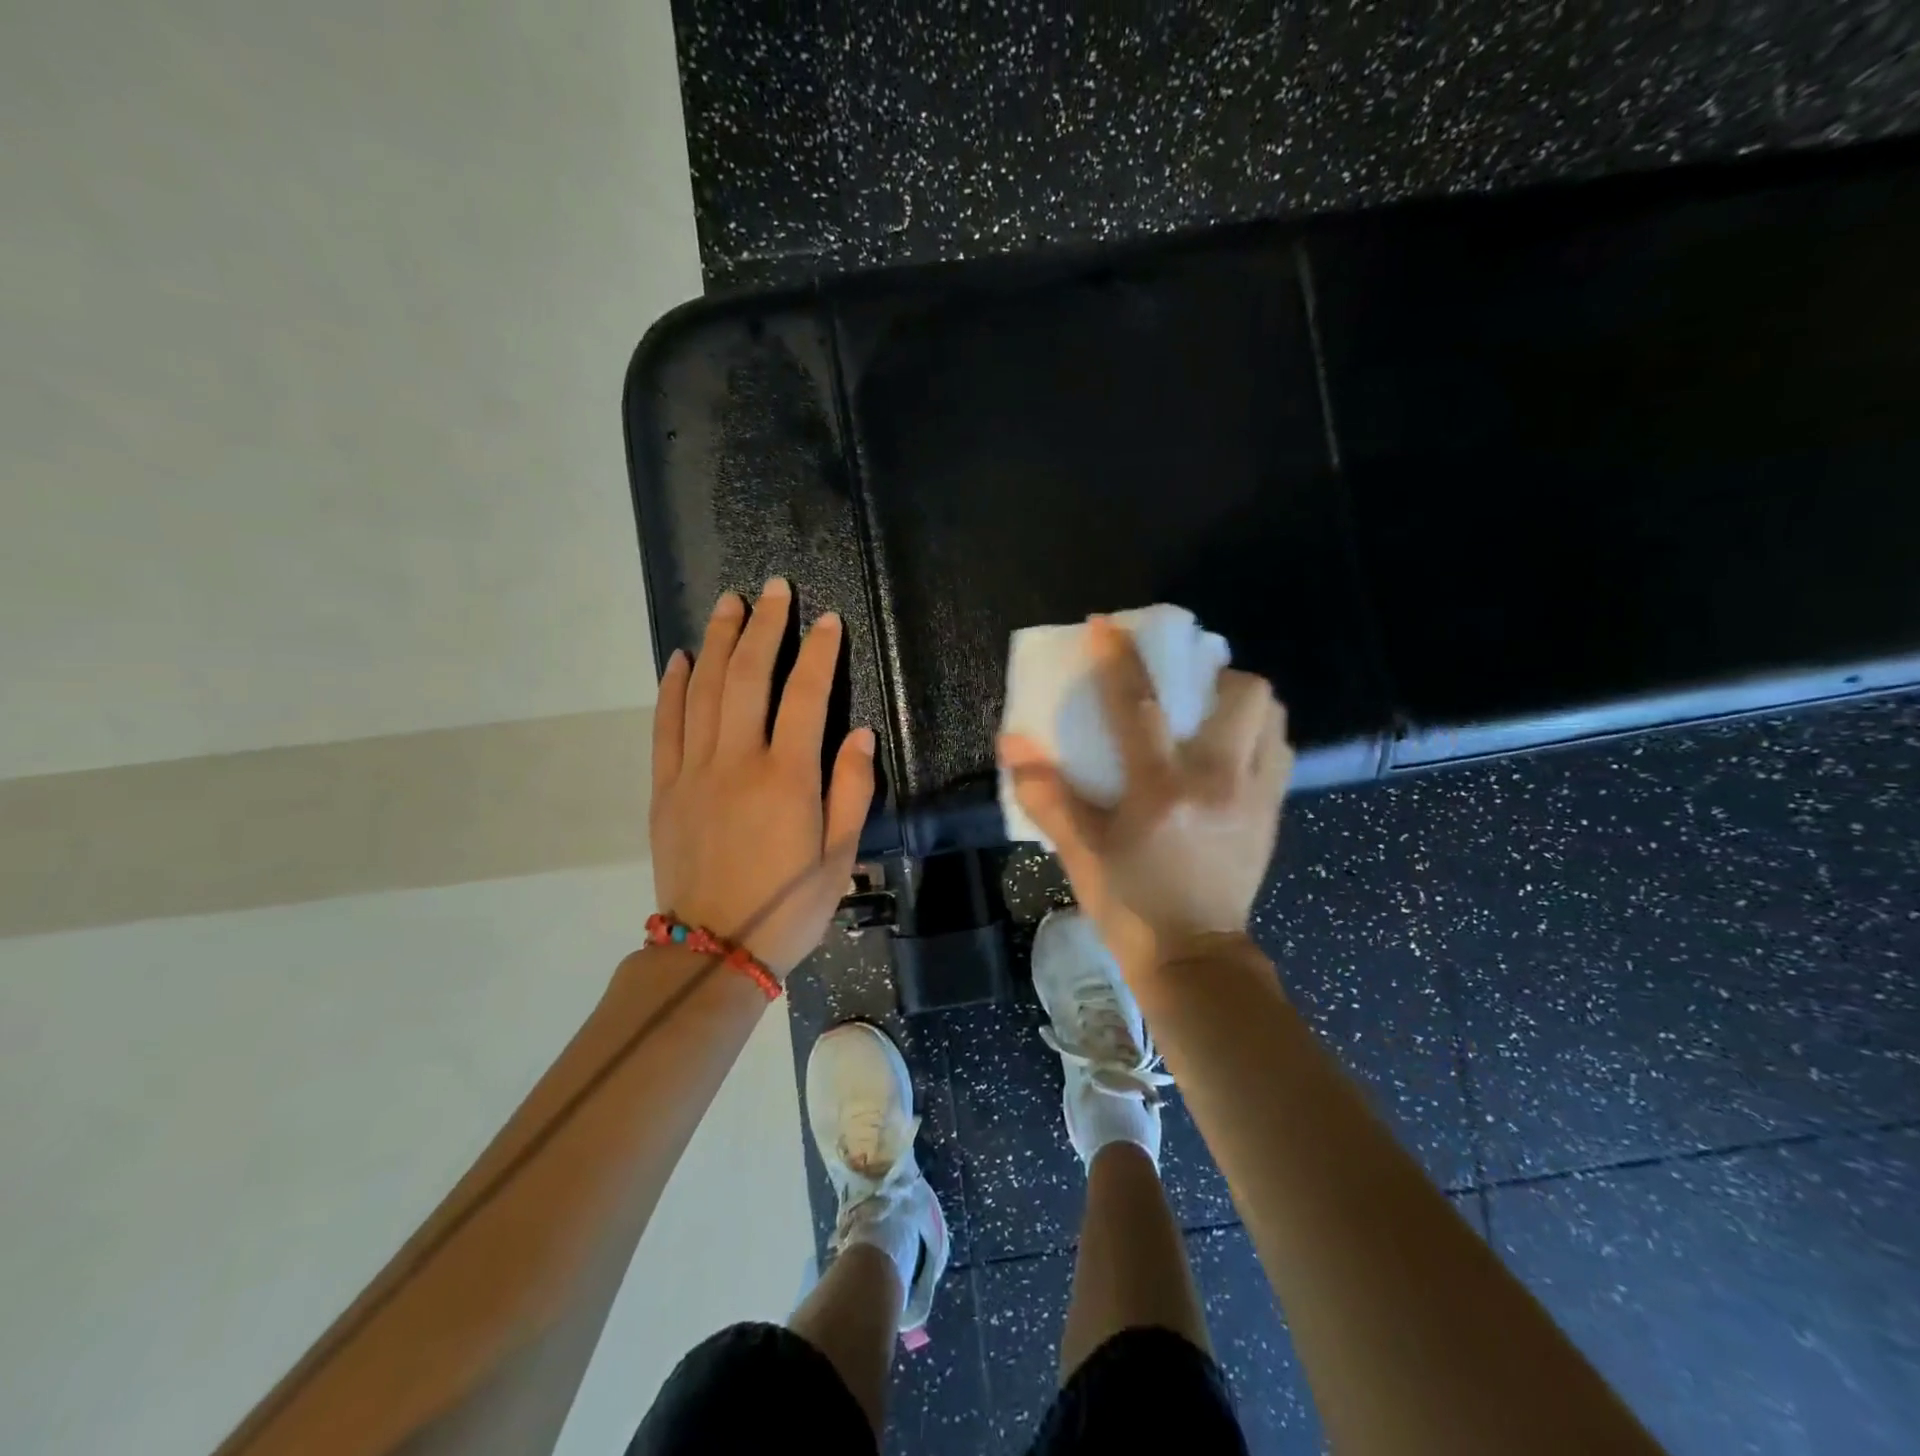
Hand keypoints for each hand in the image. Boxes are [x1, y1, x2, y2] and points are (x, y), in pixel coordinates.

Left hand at [650, 580, 875, 976]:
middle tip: (772, 589)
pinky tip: (678, 658)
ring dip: (717, 641)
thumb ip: (852, 791)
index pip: (805, 697)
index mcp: (787, 779)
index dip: (819, 653)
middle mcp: (737, 763)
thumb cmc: (789, 908)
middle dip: (763, 627)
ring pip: (703, 690)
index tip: (827, 620)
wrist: (712, 950)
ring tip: (728, 603)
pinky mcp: (665, 788)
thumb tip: (858, 733)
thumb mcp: (841, 858)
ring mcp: (694, 772)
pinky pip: (665, 726)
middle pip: (747, 677)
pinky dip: (671, 687)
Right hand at [998, 616, 1291, 974]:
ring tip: (1211, 716)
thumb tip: (1011, 742)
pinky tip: (1229, 755)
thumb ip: (1047, 795)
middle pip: (1243, 694)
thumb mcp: (1080, 853)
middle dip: (1214, 674)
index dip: (1120, 659)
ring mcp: (1256, 797)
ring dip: (1242, 703)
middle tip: (1184, 687)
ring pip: (1272, 718)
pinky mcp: (1273, 815)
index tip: (1105, 626)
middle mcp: (1220, 781)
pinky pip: (1280, 753)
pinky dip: (1258, 737)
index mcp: (1163, 790)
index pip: (1141, 706)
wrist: (1195, 960)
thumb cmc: (1130, 906)